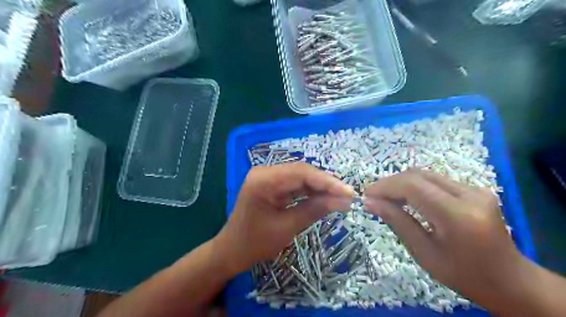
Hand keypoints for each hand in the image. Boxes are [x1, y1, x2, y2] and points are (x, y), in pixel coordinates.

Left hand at [217, 164, 351, 276]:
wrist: (231, 251)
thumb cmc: (255, 243)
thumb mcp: (287, 228)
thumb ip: (314, 210)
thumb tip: (343, 201)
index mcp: (263, 180)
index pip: (302, 173)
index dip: (327, 182)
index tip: (348, 192)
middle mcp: (265, 172)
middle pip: (302, 172)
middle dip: (326, 184)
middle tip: (347, 196)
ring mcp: (267, 177)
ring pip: (300, 177)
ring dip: (320, 187)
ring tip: (340, 197)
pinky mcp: (271, 185)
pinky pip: (295, 184)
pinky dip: (310, 191)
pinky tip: (324, 198)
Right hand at [362, 169, 531, 305]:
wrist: (510, 280)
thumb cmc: (463, 275)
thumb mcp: (424, 253)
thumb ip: (397, 221)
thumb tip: (369, 202)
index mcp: (458, 216)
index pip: (412, 186)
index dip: (385, 186)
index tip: (366, 194)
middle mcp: (470, 195)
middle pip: (418, 175)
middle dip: (391, 183)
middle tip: (373, 196)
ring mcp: (475, 189)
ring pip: (426, 174)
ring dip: (401, 183)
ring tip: (386, 197)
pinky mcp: (475, 189)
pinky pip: (436, 180)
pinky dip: (415, 186)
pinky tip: (406, 198)